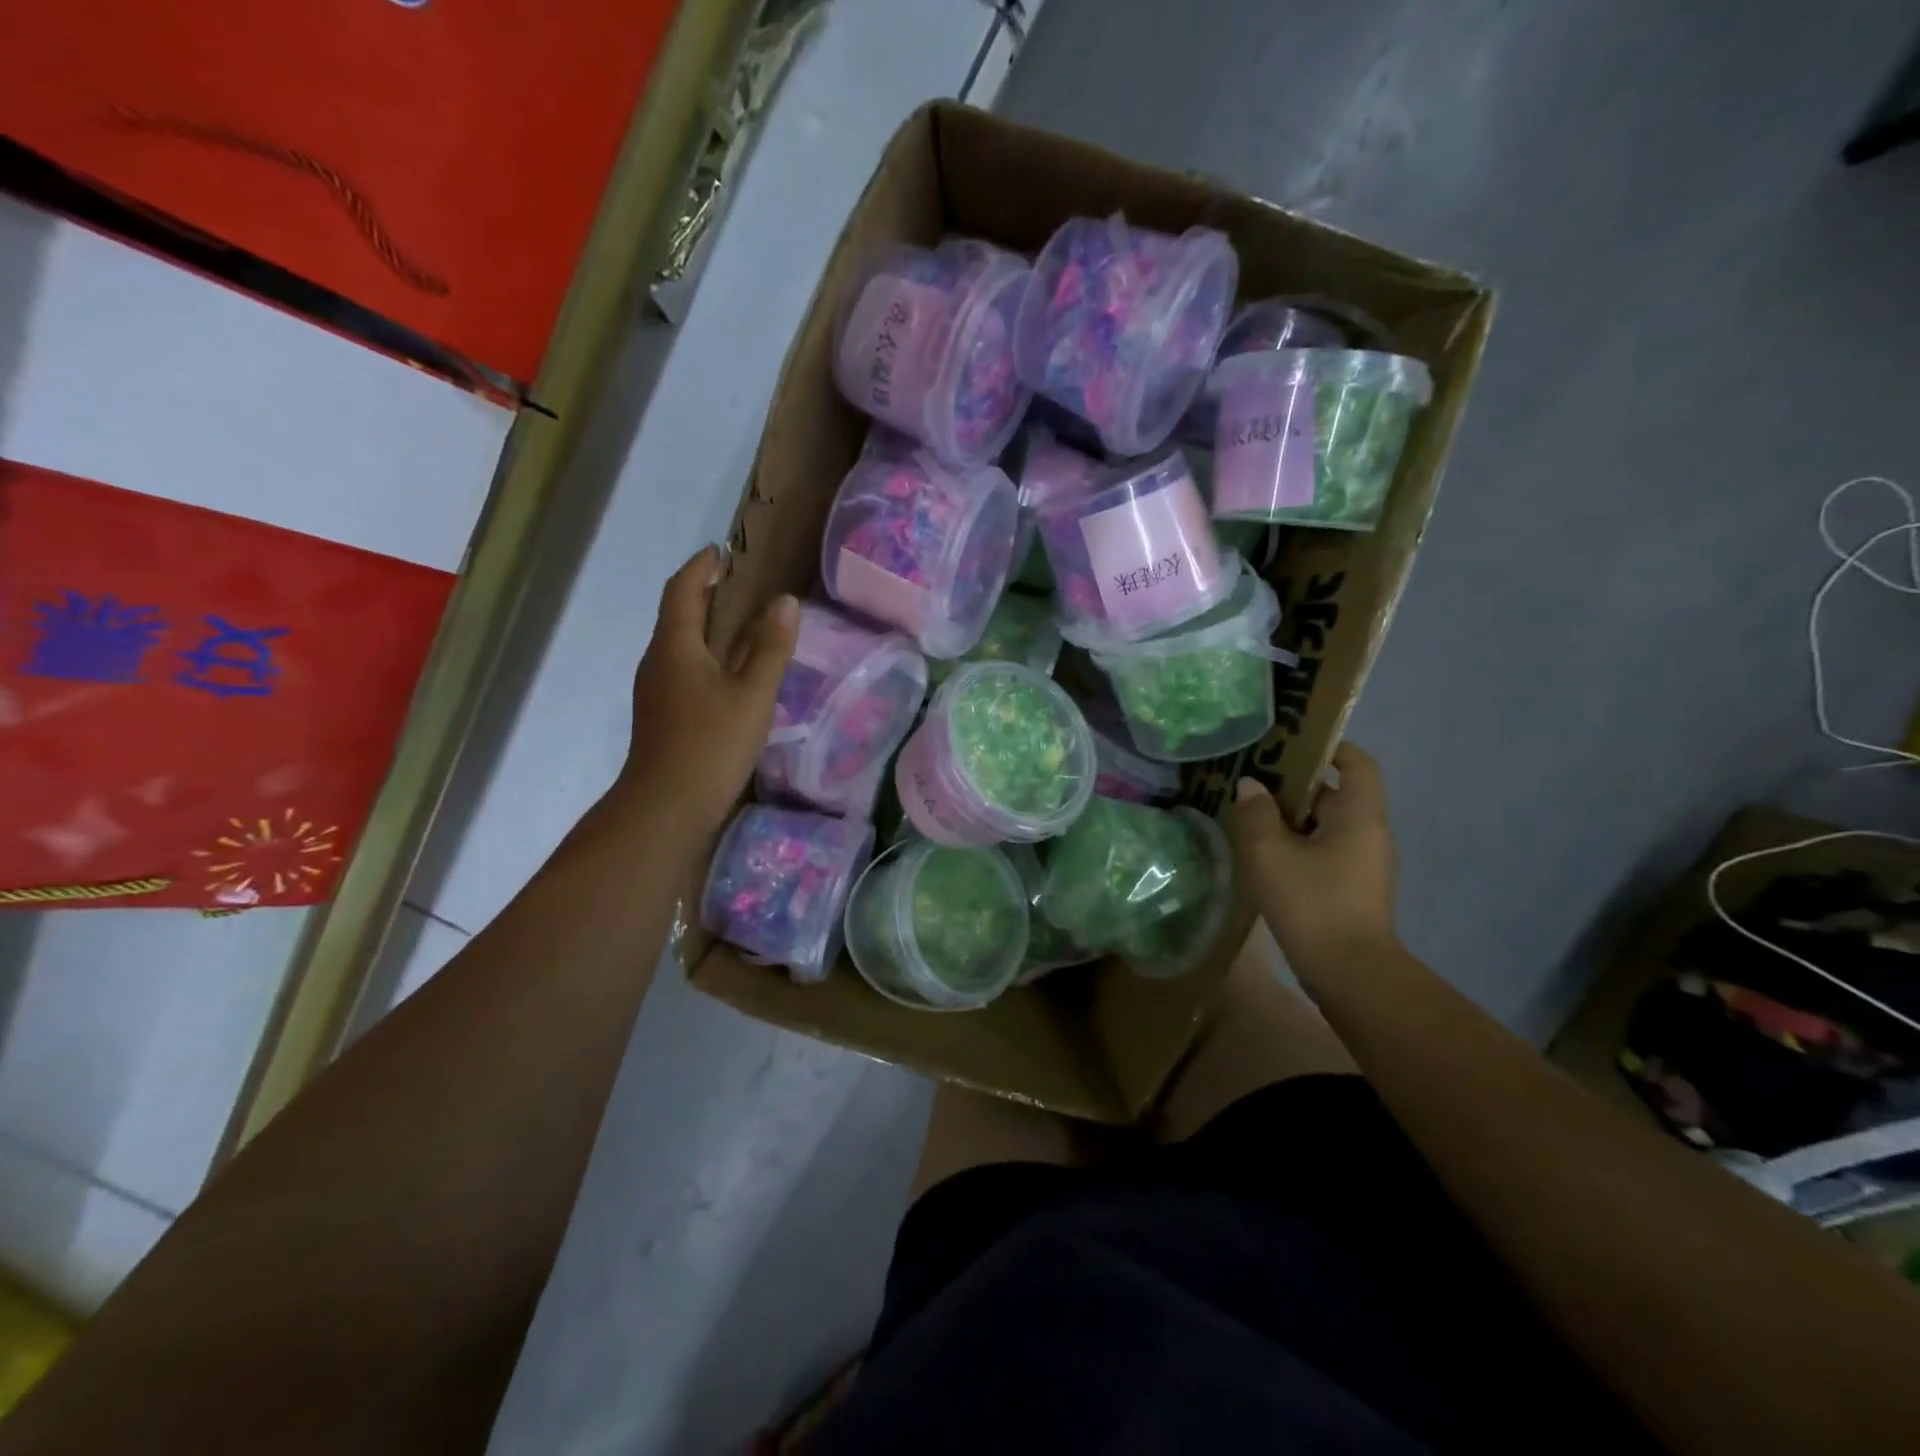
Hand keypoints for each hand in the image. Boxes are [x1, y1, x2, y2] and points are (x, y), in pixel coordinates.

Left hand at [614, 546, 797, 835]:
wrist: (665, 808)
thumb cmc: (710, 745)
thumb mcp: (752, 695)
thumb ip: (770, 648)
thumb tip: (785, 602)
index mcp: (675, 646)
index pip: (683, 589)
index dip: (701, 566)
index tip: (723, 551)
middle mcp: (658, 661)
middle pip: (679, 614)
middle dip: (707, 594)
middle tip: (745, 586)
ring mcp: (656, 690)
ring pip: (681, 644)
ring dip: (708, 627)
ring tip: (745, 625)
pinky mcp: (663, 715)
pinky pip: (684, 669)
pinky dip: (707, 656)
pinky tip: (732, 674)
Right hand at [1228, 742, 1397, 970]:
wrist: (1350, 974)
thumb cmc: (1314, 903)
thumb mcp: (1272, 854)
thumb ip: (1256, 814)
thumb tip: (1250, 786)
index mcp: (1360, 815)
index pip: (1356, 763)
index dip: (1329, 747)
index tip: (1290, 743)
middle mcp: (1368, 833)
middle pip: (1333, 793)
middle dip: (1293, 784)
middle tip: (1250, 778)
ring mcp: (1361, 863)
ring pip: (1323, 824)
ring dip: (1289, 817)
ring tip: (1247, 812)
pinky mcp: (1349, 887)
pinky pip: (1322, 850)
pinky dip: (1294, 843)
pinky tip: (1261, 852)